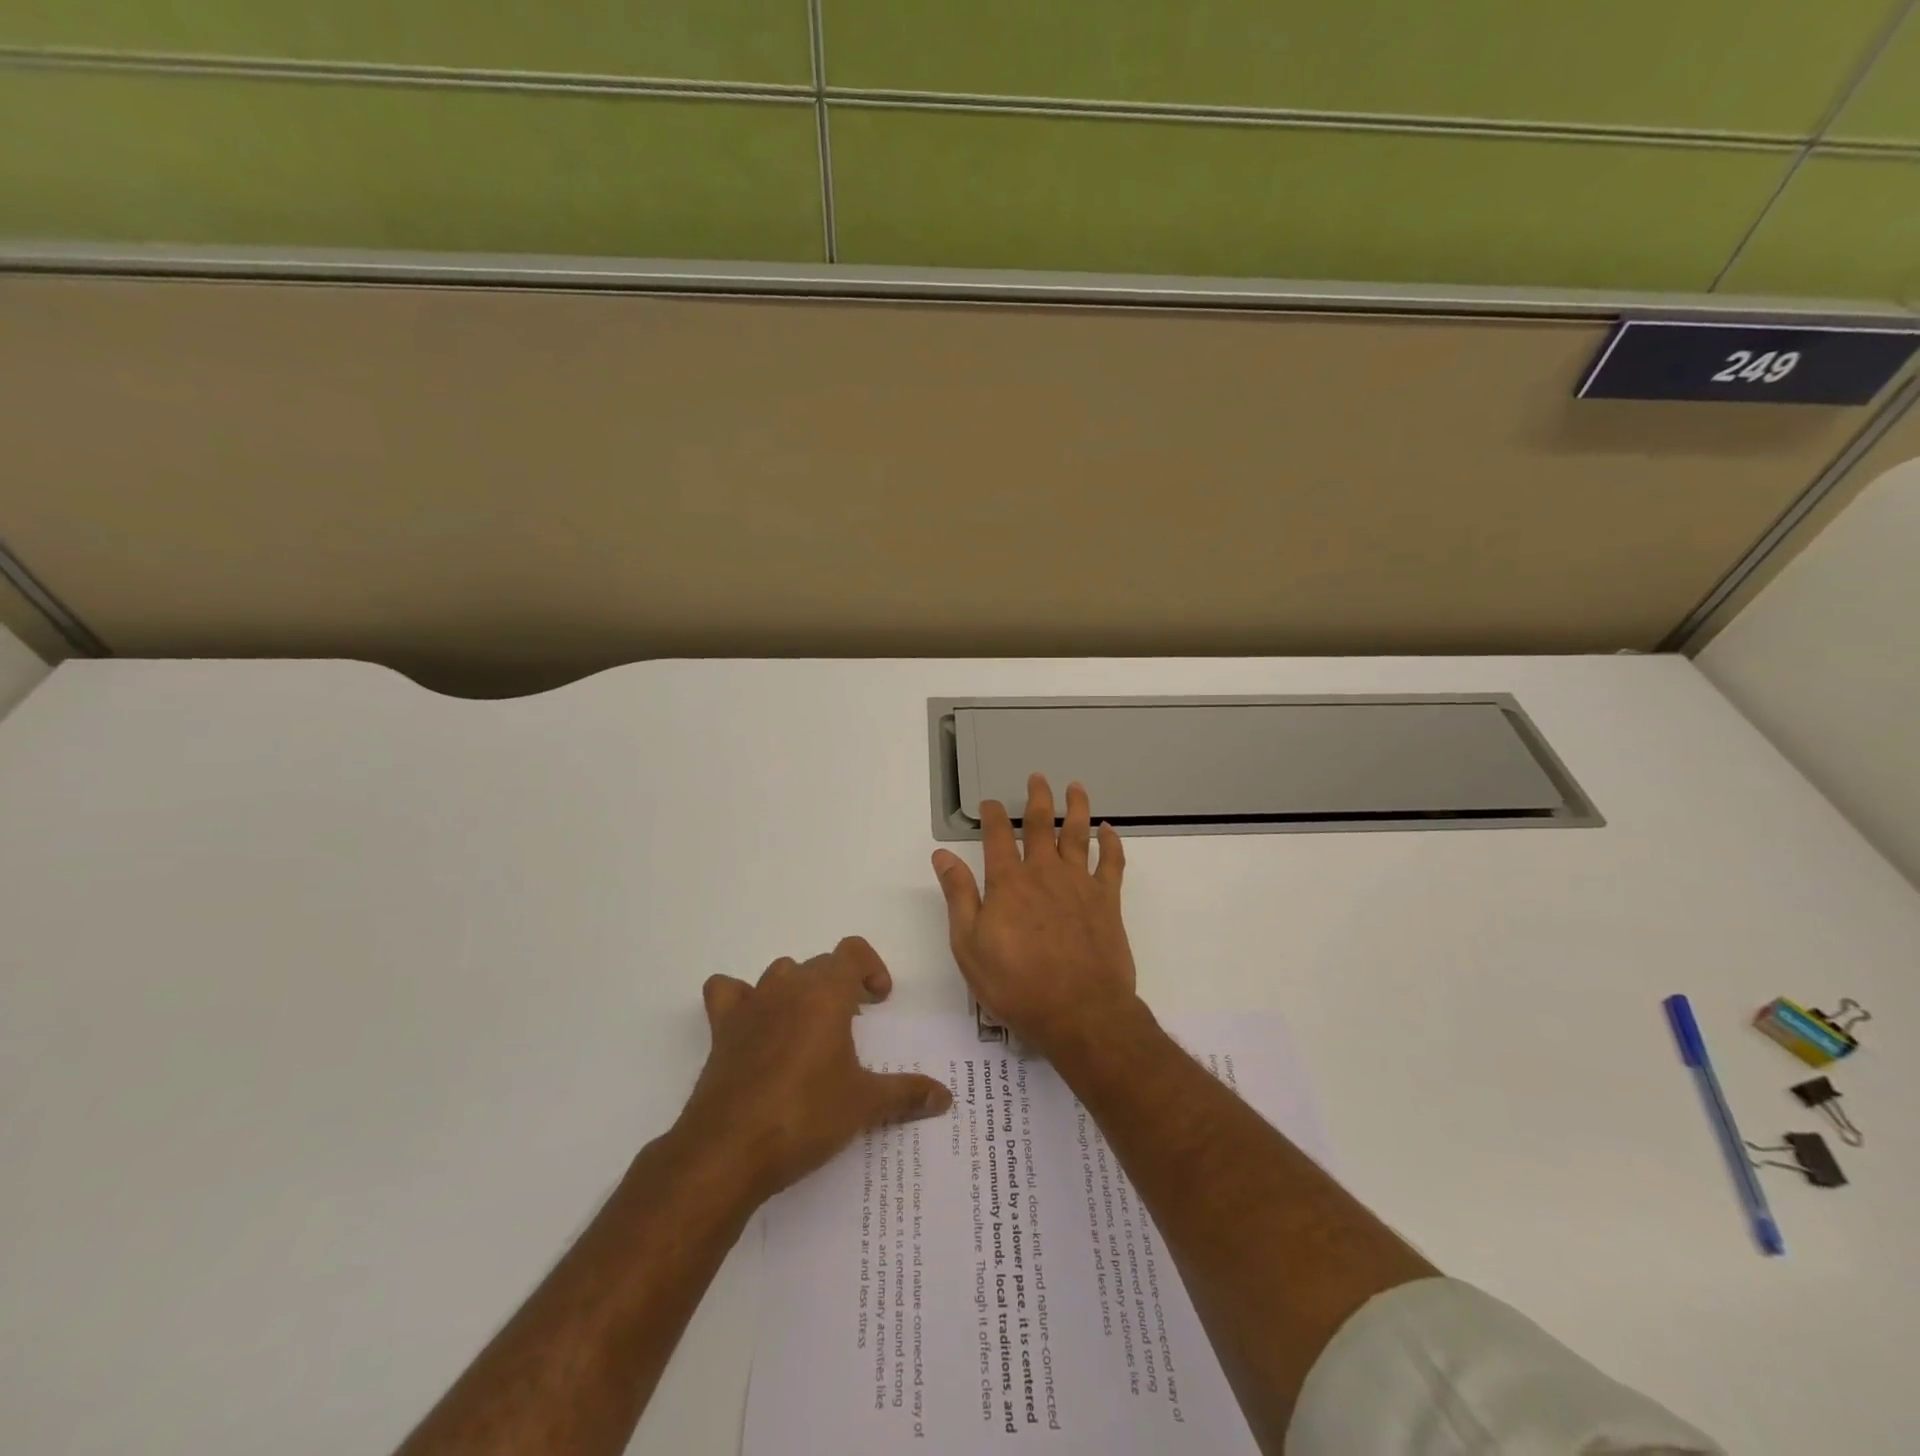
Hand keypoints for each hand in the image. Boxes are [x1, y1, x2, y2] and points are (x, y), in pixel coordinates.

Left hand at [677, 937, 952, 1202]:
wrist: (730, 1149)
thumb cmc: (805, 1115)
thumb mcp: (864, 1105)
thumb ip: (906, 1093)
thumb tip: (945, 1096)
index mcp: (826, 992)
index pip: (852, 951)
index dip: (871, 968)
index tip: (879, 1001)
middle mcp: (788, 986)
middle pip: (819, 965)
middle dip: (840, 986)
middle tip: (852, 1027)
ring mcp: (750, 1004)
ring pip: (780, 974)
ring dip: (798, 990)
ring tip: (809, 1029)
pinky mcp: (722, 1029)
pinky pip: (728, 992)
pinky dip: (741, 999)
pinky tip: (755, 1026)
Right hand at [931, 774, 1138, 1059]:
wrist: (1079, 1012)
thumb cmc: (1016, 983)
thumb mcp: (969, 945)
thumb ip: (958, 895)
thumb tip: (942, 854)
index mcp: (1008, 882)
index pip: (997, 836)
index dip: (992, 815)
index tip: (990, 802)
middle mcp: (1044, 873)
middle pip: (1041, 825)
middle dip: (1037, 798)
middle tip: (1037, 777)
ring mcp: (1079, 884)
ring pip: (1078, 834)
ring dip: (1076, 808)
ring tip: (1075, 787)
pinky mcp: (1107, 901)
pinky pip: (1112, 863)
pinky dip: (1111, 843)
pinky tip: (1109, 830)